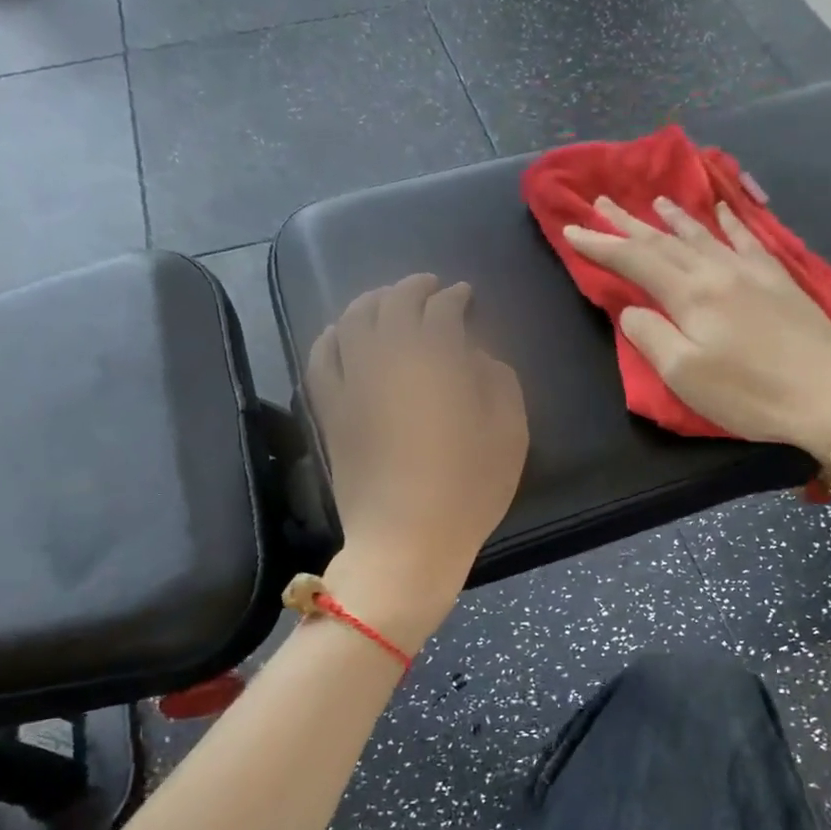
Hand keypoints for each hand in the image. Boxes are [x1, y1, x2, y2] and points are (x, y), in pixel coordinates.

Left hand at [306, 275, 528, 645]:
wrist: (406, 542)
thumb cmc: (468, 490)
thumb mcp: (509, 434)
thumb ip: (498, 381)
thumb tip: (475, 357)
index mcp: (436, 361)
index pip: (441, 310)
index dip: (455, 297)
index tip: (465, 296)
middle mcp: (387, 359)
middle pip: (393, 304)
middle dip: (413, 288)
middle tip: (430, 287)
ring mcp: (352, 383)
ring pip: (352, 321)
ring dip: (372, 301)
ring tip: (387, 301)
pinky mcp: (330, 410)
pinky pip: (321, 357)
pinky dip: (332, 335)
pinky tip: (342, 333)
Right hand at [563, 195, 830, 461]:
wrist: (825, 394)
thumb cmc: (748, 393)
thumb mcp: (684, 375)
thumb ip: (651, 336)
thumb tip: (632, 308)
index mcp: (690, 294)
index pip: (635, 260)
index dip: (601, 244)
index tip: (572, 229)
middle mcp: (717, 271)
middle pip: (664, 240)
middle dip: (629, 223)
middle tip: (601, 201)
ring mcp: (751, 270)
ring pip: (702, 234)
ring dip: (673, 217)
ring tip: (654, 201)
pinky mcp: (778, 278)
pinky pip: (747, 238)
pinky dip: (729, 221)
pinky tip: (721, 210)